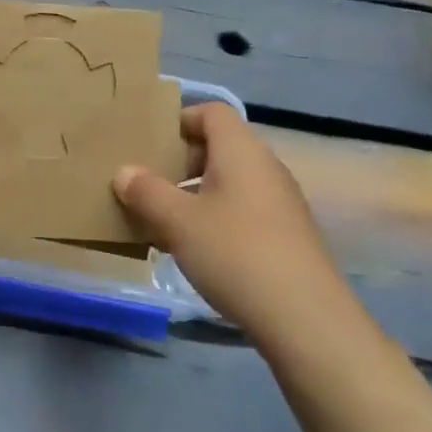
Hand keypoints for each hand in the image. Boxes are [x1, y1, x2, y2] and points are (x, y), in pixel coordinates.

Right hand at [113, 103, 355, 335]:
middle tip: (151, 184)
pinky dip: (219, 218)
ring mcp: (282, 201)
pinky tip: (200, 250)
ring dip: (198, 193)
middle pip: (220, 146)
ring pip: (232, 181)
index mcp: (241, 150)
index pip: (212, 112)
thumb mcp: (177, 222)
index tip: (151, 145)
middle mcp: (266, 166)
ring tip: (167, 221)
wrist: (306, 319)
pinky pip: (246, 209)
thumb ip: (146, 192)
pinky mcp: (289, 235)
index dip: (180, 121)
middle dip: (183, 162)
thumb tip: (124, 172)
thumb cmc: (235, 253)